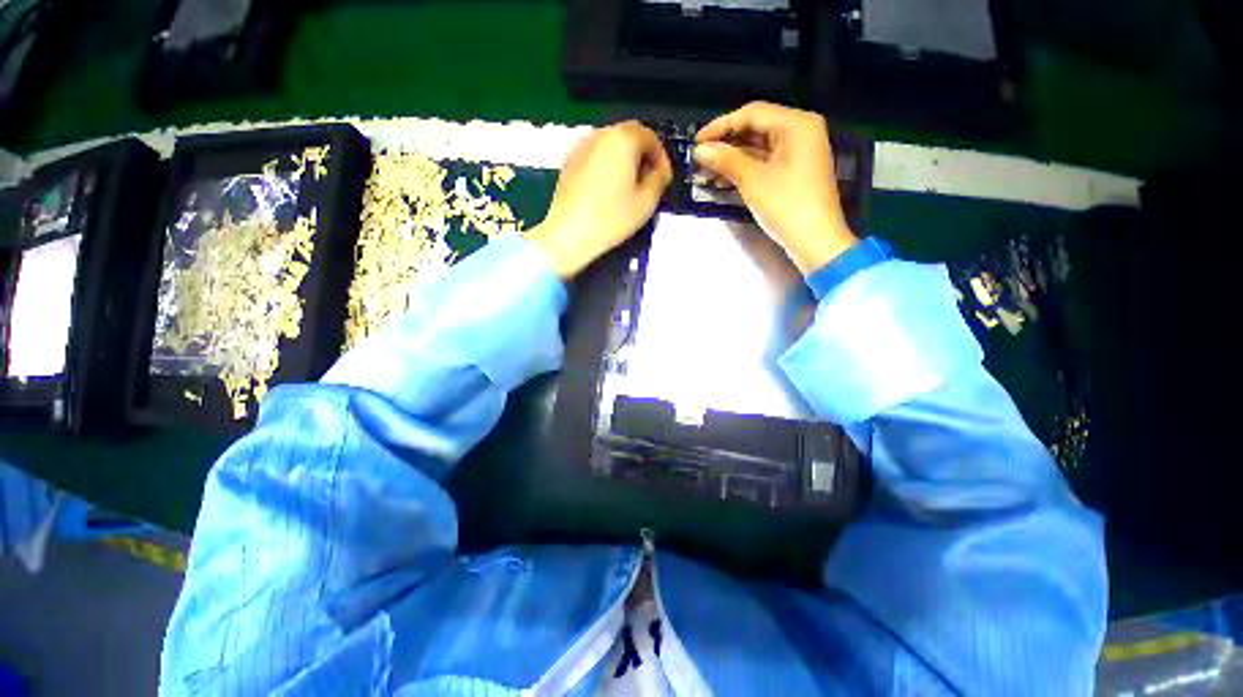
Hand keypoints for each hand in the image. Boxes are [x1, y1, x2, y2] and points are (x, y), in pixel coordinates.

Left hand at [527, 121, 672, 278]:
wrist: (569, 234)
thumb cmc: (611, 218)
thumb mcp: (646, 202)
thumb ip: (659, 180)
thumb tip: (660, 171)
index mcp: (622, 139)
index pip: (650, 137)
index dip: (661, 157)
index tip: (663, 178)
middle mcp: (600, 135)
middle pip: (628, 136)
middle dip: (642, 156)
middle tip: (647, 182)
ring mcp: (581, 147)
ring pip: (610, 146)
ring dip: (624, 160)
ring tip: (627, 187)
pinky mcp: (568, 162)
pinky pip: (595, 156)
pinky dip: (606, 166)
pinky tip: (607, 191)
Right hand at [694, 102, 857, 273]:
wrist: (815, 241)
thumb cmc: (786, 205)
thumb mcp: (752, 180)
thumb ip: (725, 160)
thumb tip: (699, 149)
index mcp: (796, 124)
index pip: (752, 114)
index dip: (721, 126)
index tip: (696, 141)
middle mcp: (800, 131)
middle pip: (756, 128)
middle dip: (726, 143)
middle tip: (700, 157)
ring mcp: (799, 153)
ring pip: (759, 147)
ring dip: (732, 158)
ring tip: (707, 170)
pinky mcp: (794, 172)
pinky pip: (765, 162)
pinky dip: (745, 168)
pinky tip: (724, 178)